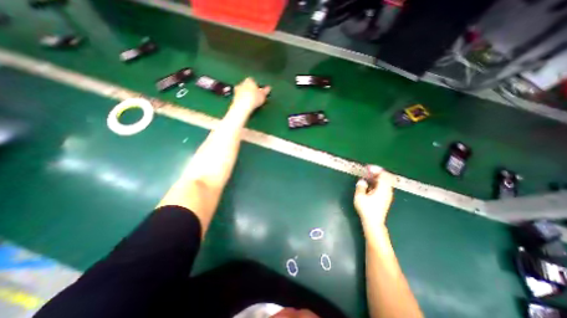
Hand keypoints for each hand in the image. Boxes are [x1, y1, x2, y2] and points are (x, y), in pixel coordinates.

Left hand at [232, 77, 272, 113]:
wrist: (243, 106)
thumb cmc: (254, 99)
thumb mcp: (263, 95)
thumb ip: (266, 91)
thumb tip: (269, 88)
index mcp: (249, 80)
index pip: (253, 81)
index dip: (256, 86)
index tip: (259, 92)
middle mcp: (242, 83)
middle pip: (247, 85)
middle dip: (250, 90)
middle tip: (255, 97)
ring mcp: (236, 90)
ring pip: (243, 91)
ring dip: (246, 95)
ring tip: (251, 102)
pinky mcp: (234, 97)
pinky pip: (240, 98)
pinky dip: (243, 100)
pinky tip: (246, 105)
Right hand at [353, 171, 394, 226]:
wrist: (374, 222)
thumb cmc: (366, 209)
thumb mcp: (360, 197)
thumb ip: (361, 187)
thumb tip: (362, 181)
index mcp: (383, 189)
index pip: (383, 175)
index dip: (376, 169)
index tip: (368, 168)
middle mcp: (388, 191)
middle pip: (386, 177)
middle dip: (377, 173)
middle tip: (368, 171)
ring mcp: (388, 195)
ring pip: (385, 182)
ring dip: (377, 178)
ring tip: (368, 177)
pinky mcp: (385, 199)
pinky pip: (383, 186)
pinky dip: (377, 183)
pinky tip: (370, 185)